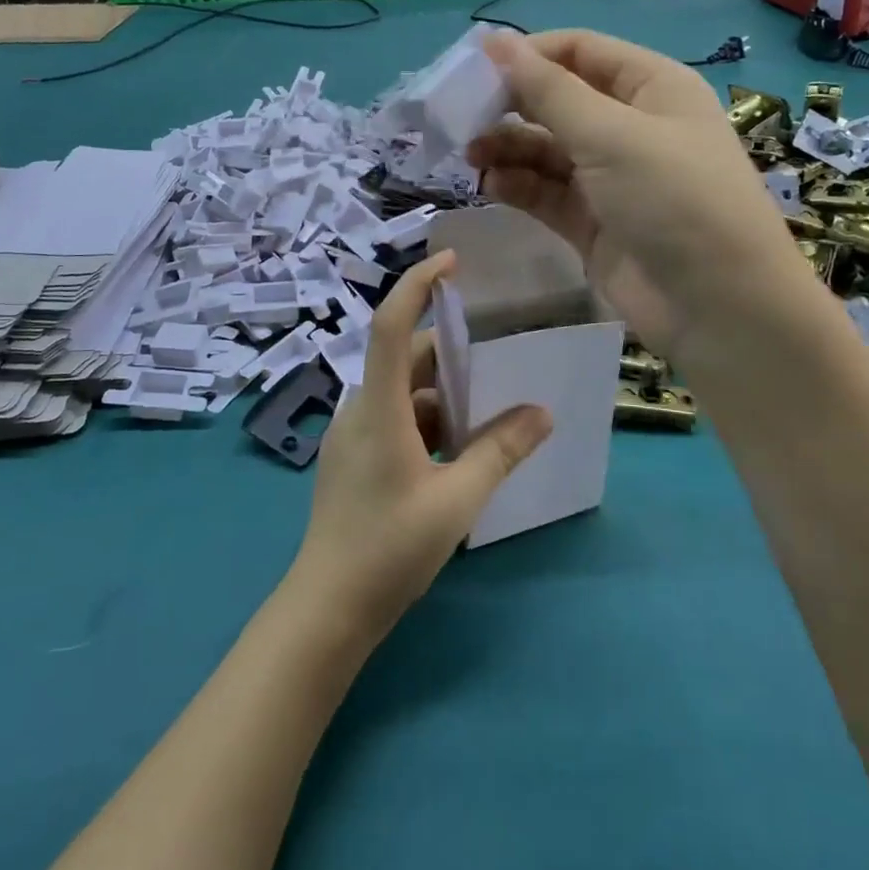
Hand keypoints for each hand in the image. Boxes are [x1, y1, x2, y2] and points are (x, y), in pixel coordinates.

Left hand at [287, 251, 551, 644]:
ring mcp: (352, 435)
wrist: (326, 609)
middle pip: (404, 360)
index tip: (451, 261)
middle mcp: (359, 409)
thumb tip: (541, 412)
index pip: (390, 326)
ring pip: (402, 394)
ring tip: (490, 408)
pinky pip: (394, 419)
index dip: (417, 286)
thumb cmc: (389, 548)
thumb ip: (499, 451)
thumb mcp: (456, 500)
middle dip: (449, 353)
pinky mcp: (353, 459)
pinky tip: (459, 449)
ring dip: (443, 394)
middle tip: (497, 356)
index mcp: (378, 407)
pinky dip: (427, 420)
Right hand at [468, 29, 817, 367]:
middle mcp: (630, 126)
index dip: (528, 53)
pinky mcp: (591, 221)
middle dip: (510, 104)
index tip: (473, 67)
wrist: (719, 308)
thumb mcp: (611, 134)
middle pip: (558, 99)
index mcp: (651, 87)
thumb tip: (494, 39)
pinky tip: (492, 185)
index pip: (579, 50)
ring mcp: (610, 177)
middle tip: (461, 116)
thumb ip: (547, 90)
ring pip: (546, 148)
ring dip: (508, 146)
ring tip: (470, 154)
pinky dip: (518, 185)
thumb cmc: (673, 199)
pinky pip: (545, 191)